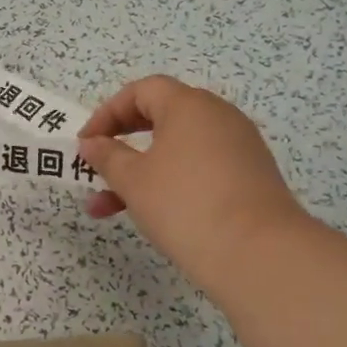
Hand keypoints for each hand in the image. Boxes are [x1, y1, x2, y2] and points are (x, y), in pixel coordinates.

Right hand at [78, 76, 307, 300]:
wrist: (259, 255)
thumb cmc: (185, 205)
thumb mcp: (133, 180)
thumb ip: (107, 157)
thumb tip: (92, 143)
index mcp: (189, 105)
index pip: (142, 91)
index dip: (108, 113)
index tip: (86, 144)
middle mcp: (218, 117)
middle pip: (162, 117)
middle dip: (123, 143)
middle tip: (98, 167)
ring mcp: (239, 147)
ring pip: (178, 150)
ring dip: (142, 172)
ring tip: (108, 208)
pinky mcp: (251, 178)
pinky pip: (201, 169)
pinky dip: (172, 182)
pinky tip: (153, 215)